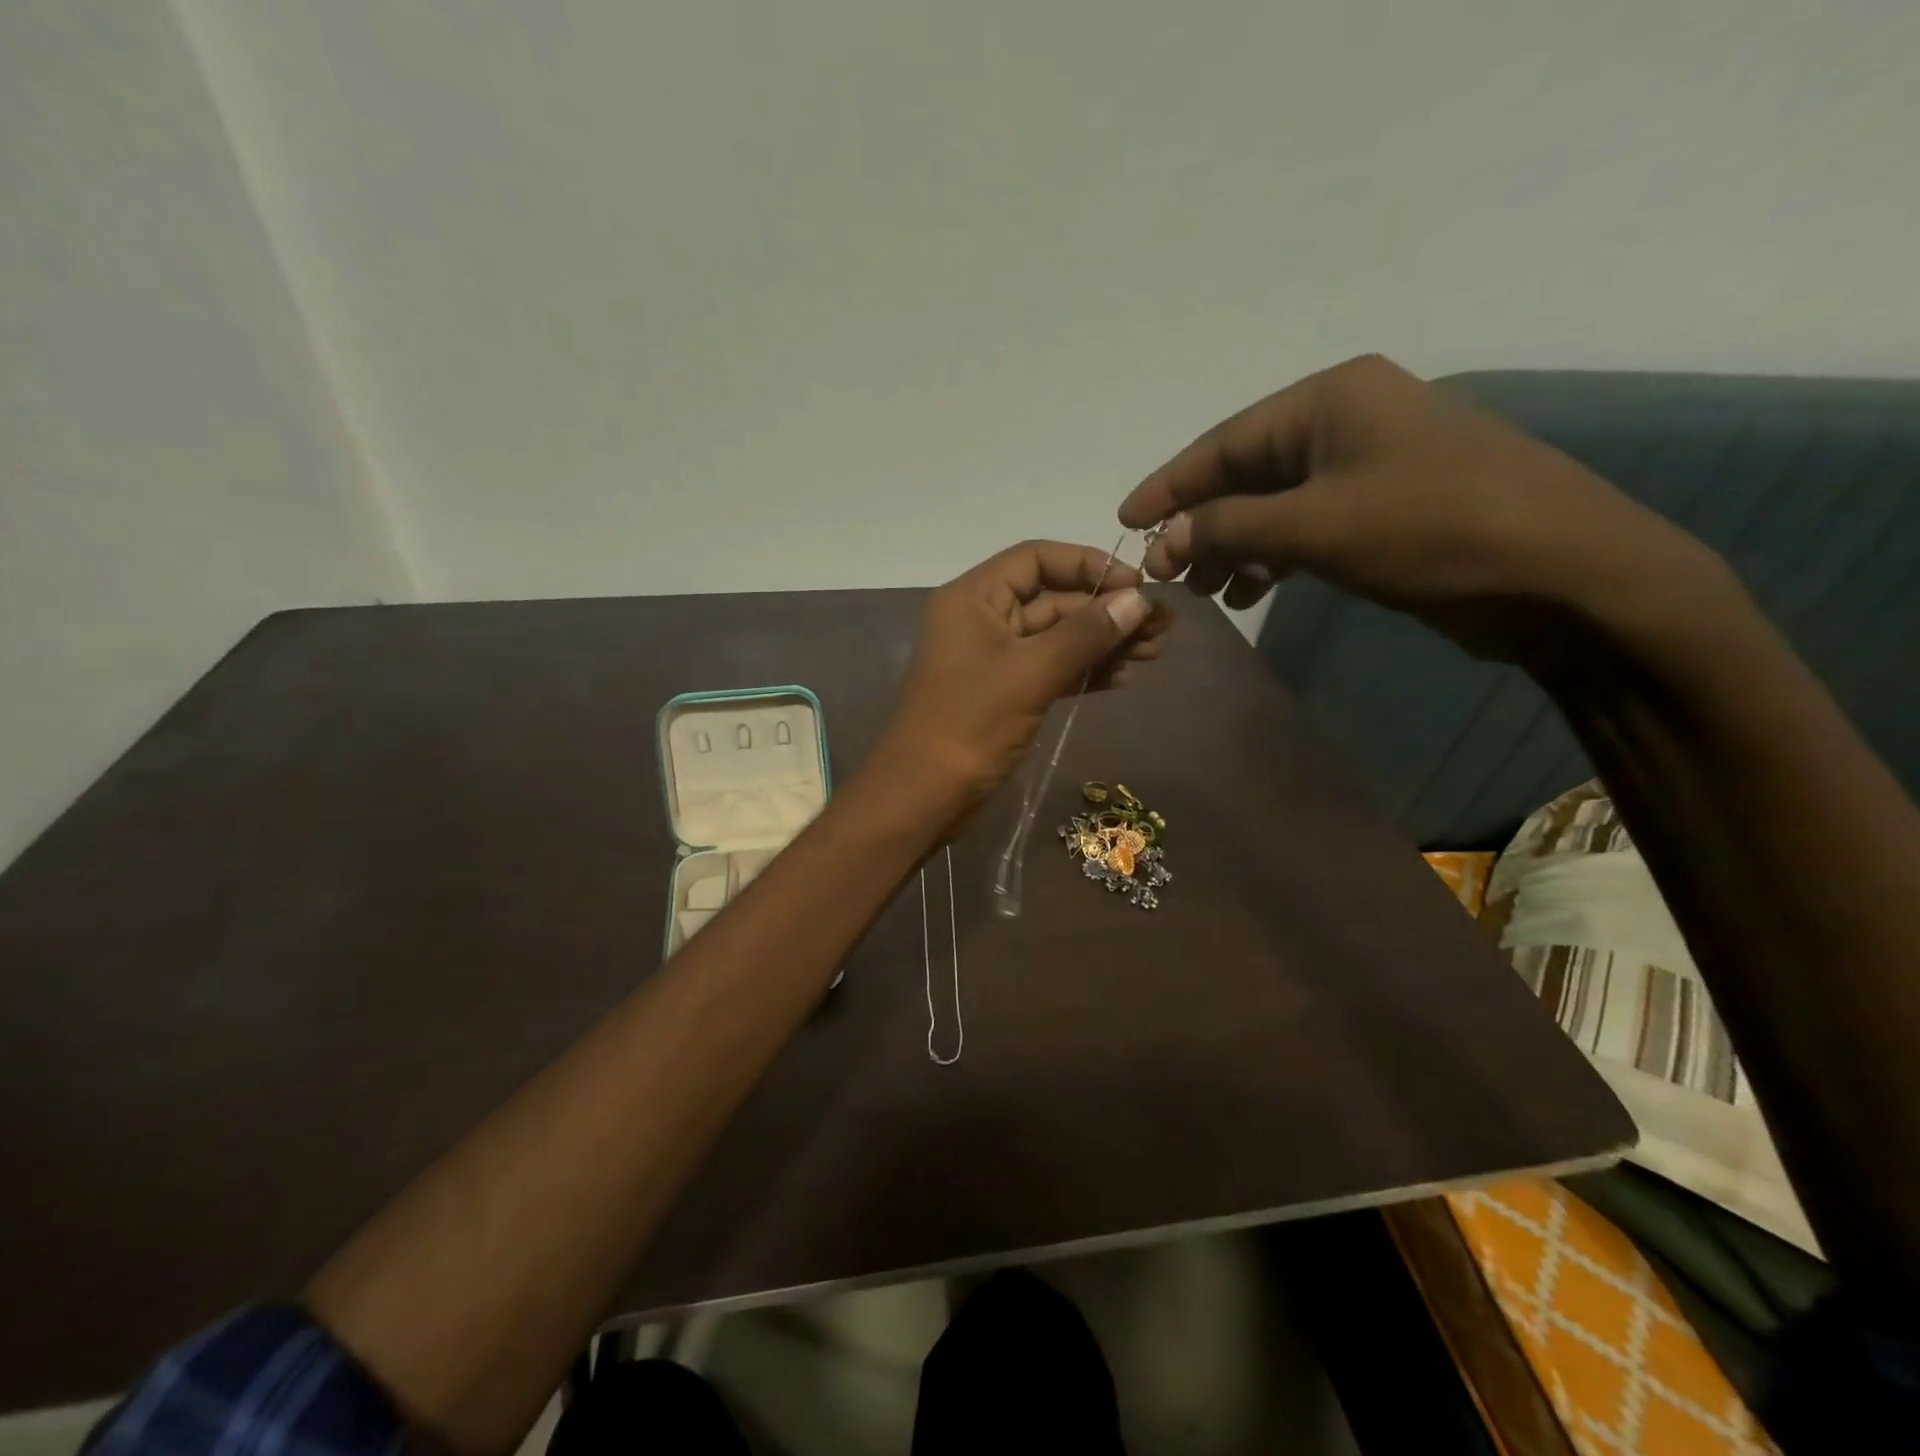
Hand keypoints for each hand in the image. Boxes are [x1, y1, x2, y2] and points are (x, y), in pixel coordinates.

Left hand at [874, 541, 1167, 814]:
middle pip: (1053, 598)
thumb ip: (1085, 634)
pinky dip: (1084, 670)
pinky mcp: (1004, 691)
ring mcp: (993, 657)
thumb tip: (1139, 600)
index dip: (1089, 566)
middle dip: (1106, 610)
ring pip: (1056, 637)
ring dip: (1103, 642)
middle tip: (1163, 627)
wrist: (924, 795)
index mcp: (975, 597)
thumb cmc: (971, 725)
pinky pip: (1050, 668)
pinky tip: (1123, 677)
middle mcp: (983, 619)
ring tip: (1155, 653)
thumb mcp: (1031, 673)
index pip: (1037, 559)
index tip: (1137, 586)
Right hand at [1119, 354, 1720, 663]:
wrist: (1560, 571)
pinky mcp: (1384, 507)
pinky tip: (1250, 591)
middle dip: (1201, 524)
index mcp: (1328, 399)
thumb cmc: (1430, 528)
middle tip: (1164, 573)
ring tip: (1203, 592)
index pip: (1224, 443)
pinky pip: (1306, 526)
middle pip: (1245, 473)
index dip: (1169, 486)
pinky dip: (1272, 557)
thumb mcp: (1314, 526)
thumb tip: (1166, 537)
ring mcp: (1367, 464)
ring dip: (1233, 546)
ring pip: (1274, 504)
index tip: (1125, 521)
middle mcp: (1344, 420)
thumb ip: (1230, 527)